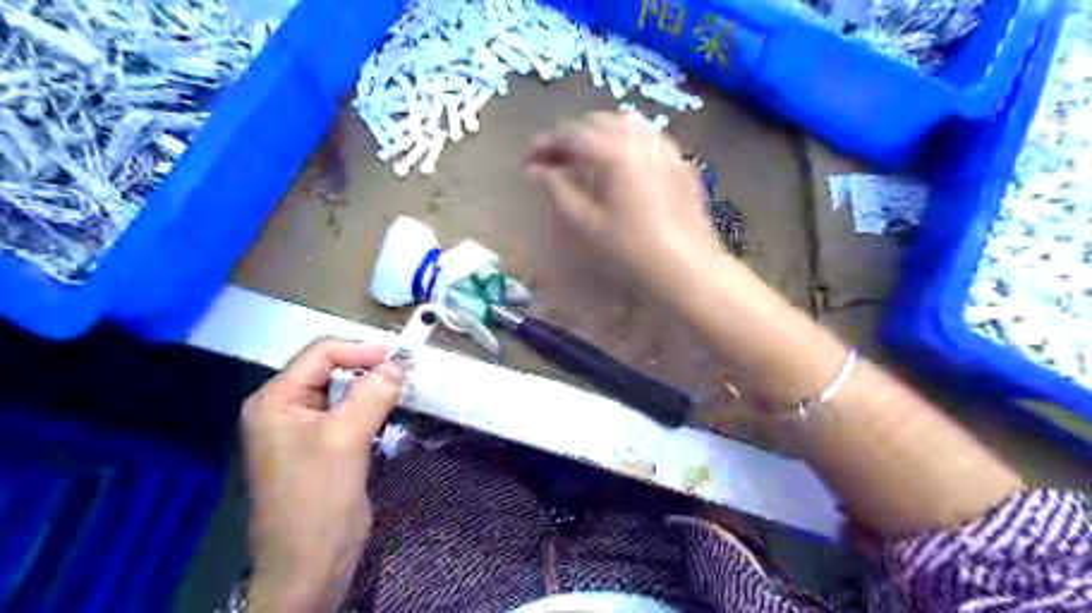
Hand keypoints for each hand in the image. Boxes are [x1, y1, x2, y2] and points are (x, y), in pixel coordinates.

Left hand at [241, 341, 403, 611]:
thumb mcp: (347, 439)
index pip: (319, 354)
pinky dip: (369, 410)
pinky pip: (346, 415)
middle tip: (403, 376)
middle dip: (367, 370)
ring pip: (342, 393)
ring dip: (371, 391)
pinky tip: (386, 417)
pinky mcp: (320, 448)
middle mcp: (283, 409)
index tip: (398, 358)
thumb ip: (372, 394)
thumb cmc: (319, 499)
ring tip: (399, 394)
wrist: (310, 565)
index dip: (360, 350)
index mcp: (275, 401)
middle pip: (330, 371)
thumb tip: (399, 363)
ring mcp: (300, 430)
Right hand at [525, 112, 721, 296]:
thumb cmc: (631, 250)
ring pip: (625, 126)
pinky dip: (626, 145)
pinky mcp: (680, 163)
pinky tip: (622, 167)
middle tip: (554, 164)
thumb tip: (534, 171)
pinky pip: (648, 140)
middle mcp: (640, 139)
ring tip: (584, 162)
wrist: (686, 268)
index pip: (570, 135)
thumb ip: (557, 191)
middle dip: (571, 139)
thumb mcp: (586, 224)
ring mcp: (665, 148)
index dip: (544, 145)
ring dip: (599, 137)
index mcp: (614, 151)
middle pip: (597, 124)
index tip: (527, 162)